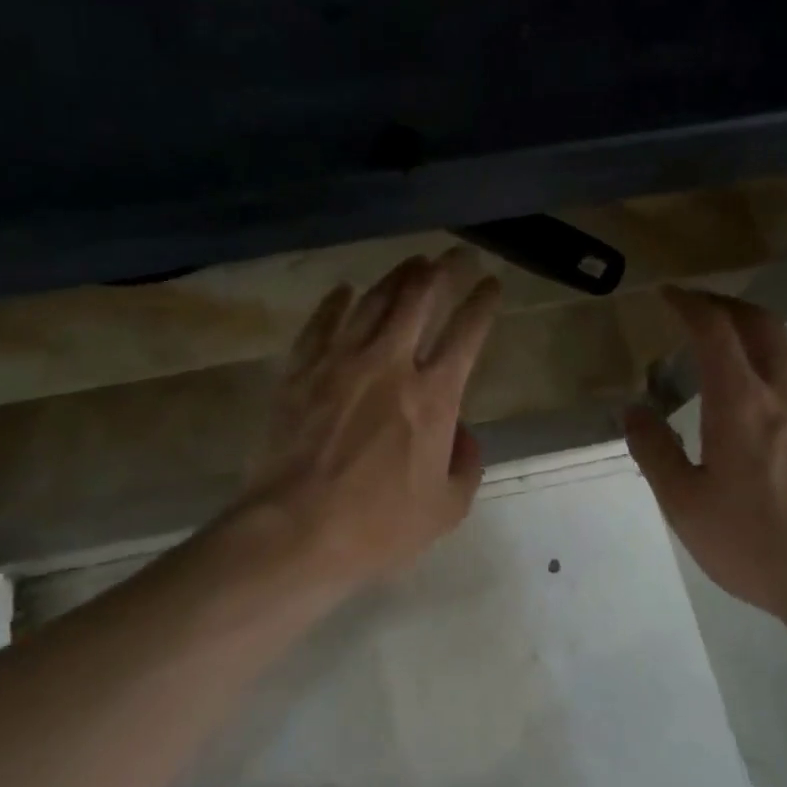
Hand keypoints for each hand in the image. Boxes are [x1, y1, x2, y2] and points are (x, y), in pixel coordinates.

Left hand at [235, 249, 500, 595]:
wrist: (295, 531)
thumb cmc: (378, 527)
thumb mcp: (446, 508)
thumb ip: (467, 464)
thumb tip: (463, 434)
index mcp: (433, 397)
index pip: (467, 332)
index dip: (483, 302)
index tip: (491, 284)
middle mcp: (390, 364)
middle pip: (420, 298)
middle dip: (444, 270)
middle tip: (456, 255)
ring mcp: (340, 362)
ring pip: (373, 301)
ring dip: (397, 276)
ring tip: (412, 263)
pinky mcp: (300, 372)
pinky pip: (321, 323)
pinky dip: (336, 302)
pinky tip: (345, 289)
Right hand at [624, 287, 786, 618]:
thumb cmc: (755, 544)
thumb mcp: (685, 505)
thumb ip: (655, 451)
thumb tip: (634, 410)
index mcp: (742, 404)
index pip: (716, 330)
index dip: (689, 304)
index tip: (667, 294)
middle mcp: (785, 395)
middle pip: (761, 324)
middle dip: (724, 305)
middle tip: (693, 309)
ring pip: (784, 352)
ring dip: (749, 337)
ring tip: (717, 355)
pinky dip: (768, 369)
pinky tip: (752, 406)